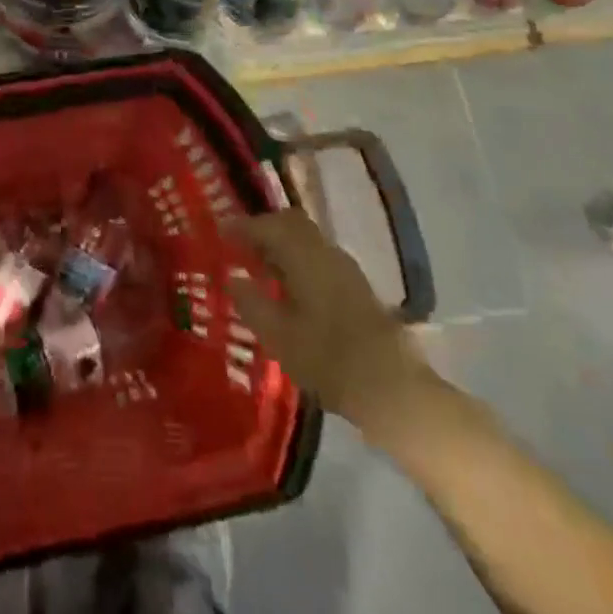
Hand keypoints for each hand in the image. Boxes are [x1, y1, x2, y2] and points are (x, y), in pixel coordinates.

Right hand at [228, 210, 444, 448]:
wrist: (392, 388)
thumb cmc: (328, 358)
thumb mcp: (279, 335)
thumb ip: (252, 302)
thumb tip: (232, 278)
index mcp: (304, 254)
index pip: (268, 224)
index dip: (242, 226)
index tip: (220, 232)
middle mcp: (325, 251)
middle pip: (291, 224)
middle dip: (264, 230)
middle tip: (240, 247)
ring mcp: (345, 268)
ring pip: (307, 240)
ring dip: (282, 246)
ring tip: (259, 269)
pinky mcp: (356, 287)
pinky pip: (318, 258)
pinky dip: (298, 261)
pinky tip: (289, 289)